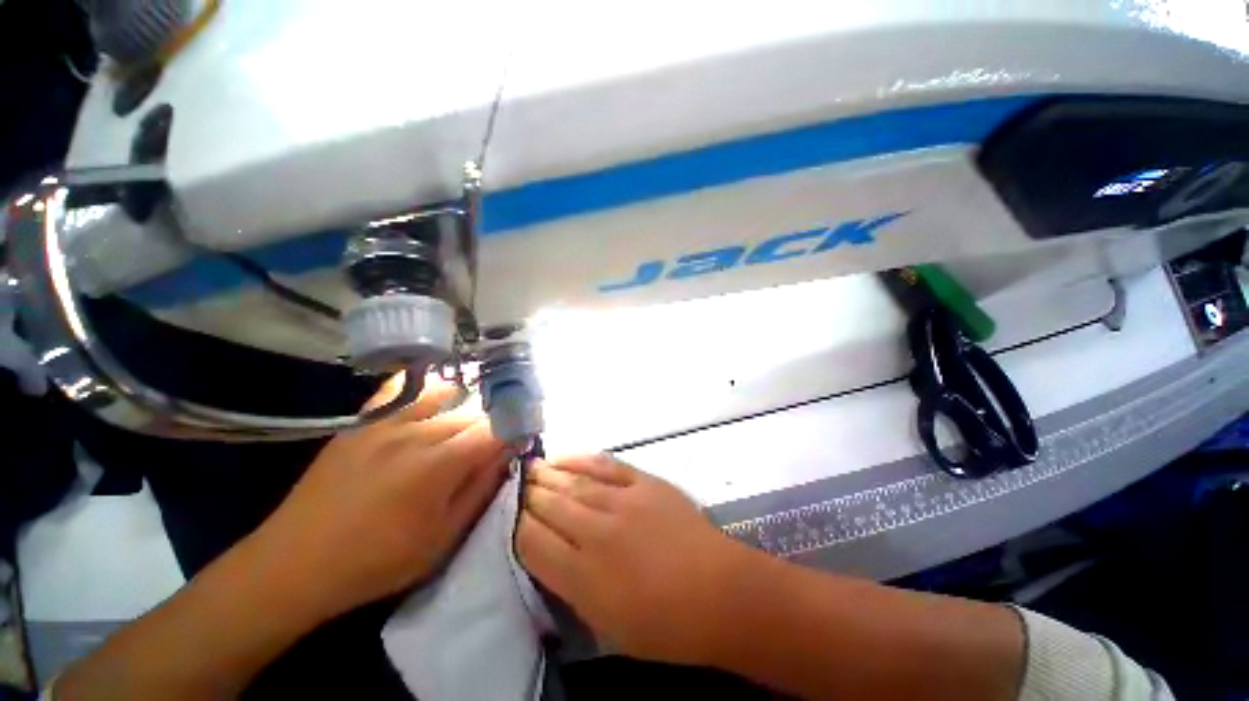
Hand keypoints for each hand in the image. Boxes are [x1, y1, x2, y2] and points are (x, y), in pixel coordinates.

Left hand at [248, 374, 509, 619]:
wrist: (294, 564)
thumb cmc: (376, 561)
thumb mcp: (442, 539)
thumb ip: (480, 490)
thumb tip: (506, 456)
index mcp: (440, 464)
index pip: (496, 430)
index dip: (514, 433)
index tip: (519, 444)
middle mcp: (417, 433)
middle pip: (472, 414)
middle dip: (489, 428)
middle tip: (489, 449)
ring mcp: (386, 422)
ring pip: (445, 397)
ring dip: (462, 409)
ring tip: (461, 428)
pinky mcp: (362, 422)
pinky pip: (402, 390)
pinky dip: (424, 392)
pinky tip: (430, 404)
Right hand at [516, 455, 749, 665]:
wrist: (720, 591)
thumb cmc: (665, 624)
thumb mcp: (608, 626)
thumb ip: (574, 589)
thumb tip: (553, 557)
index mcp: (583, 578)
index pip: (534, 543)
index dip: (518, 527)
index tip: (513, 518)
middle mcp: (597, 534)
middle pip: (551, 506)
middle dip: (529, 495)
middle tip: (517, 484)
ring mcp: (622, 502)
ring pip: (574, 483)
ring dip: (548, 474)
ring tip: (532, 466)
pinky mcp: (644, 482)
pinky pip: (606, 465)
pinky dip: (582, 459)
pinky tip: (565, 456)